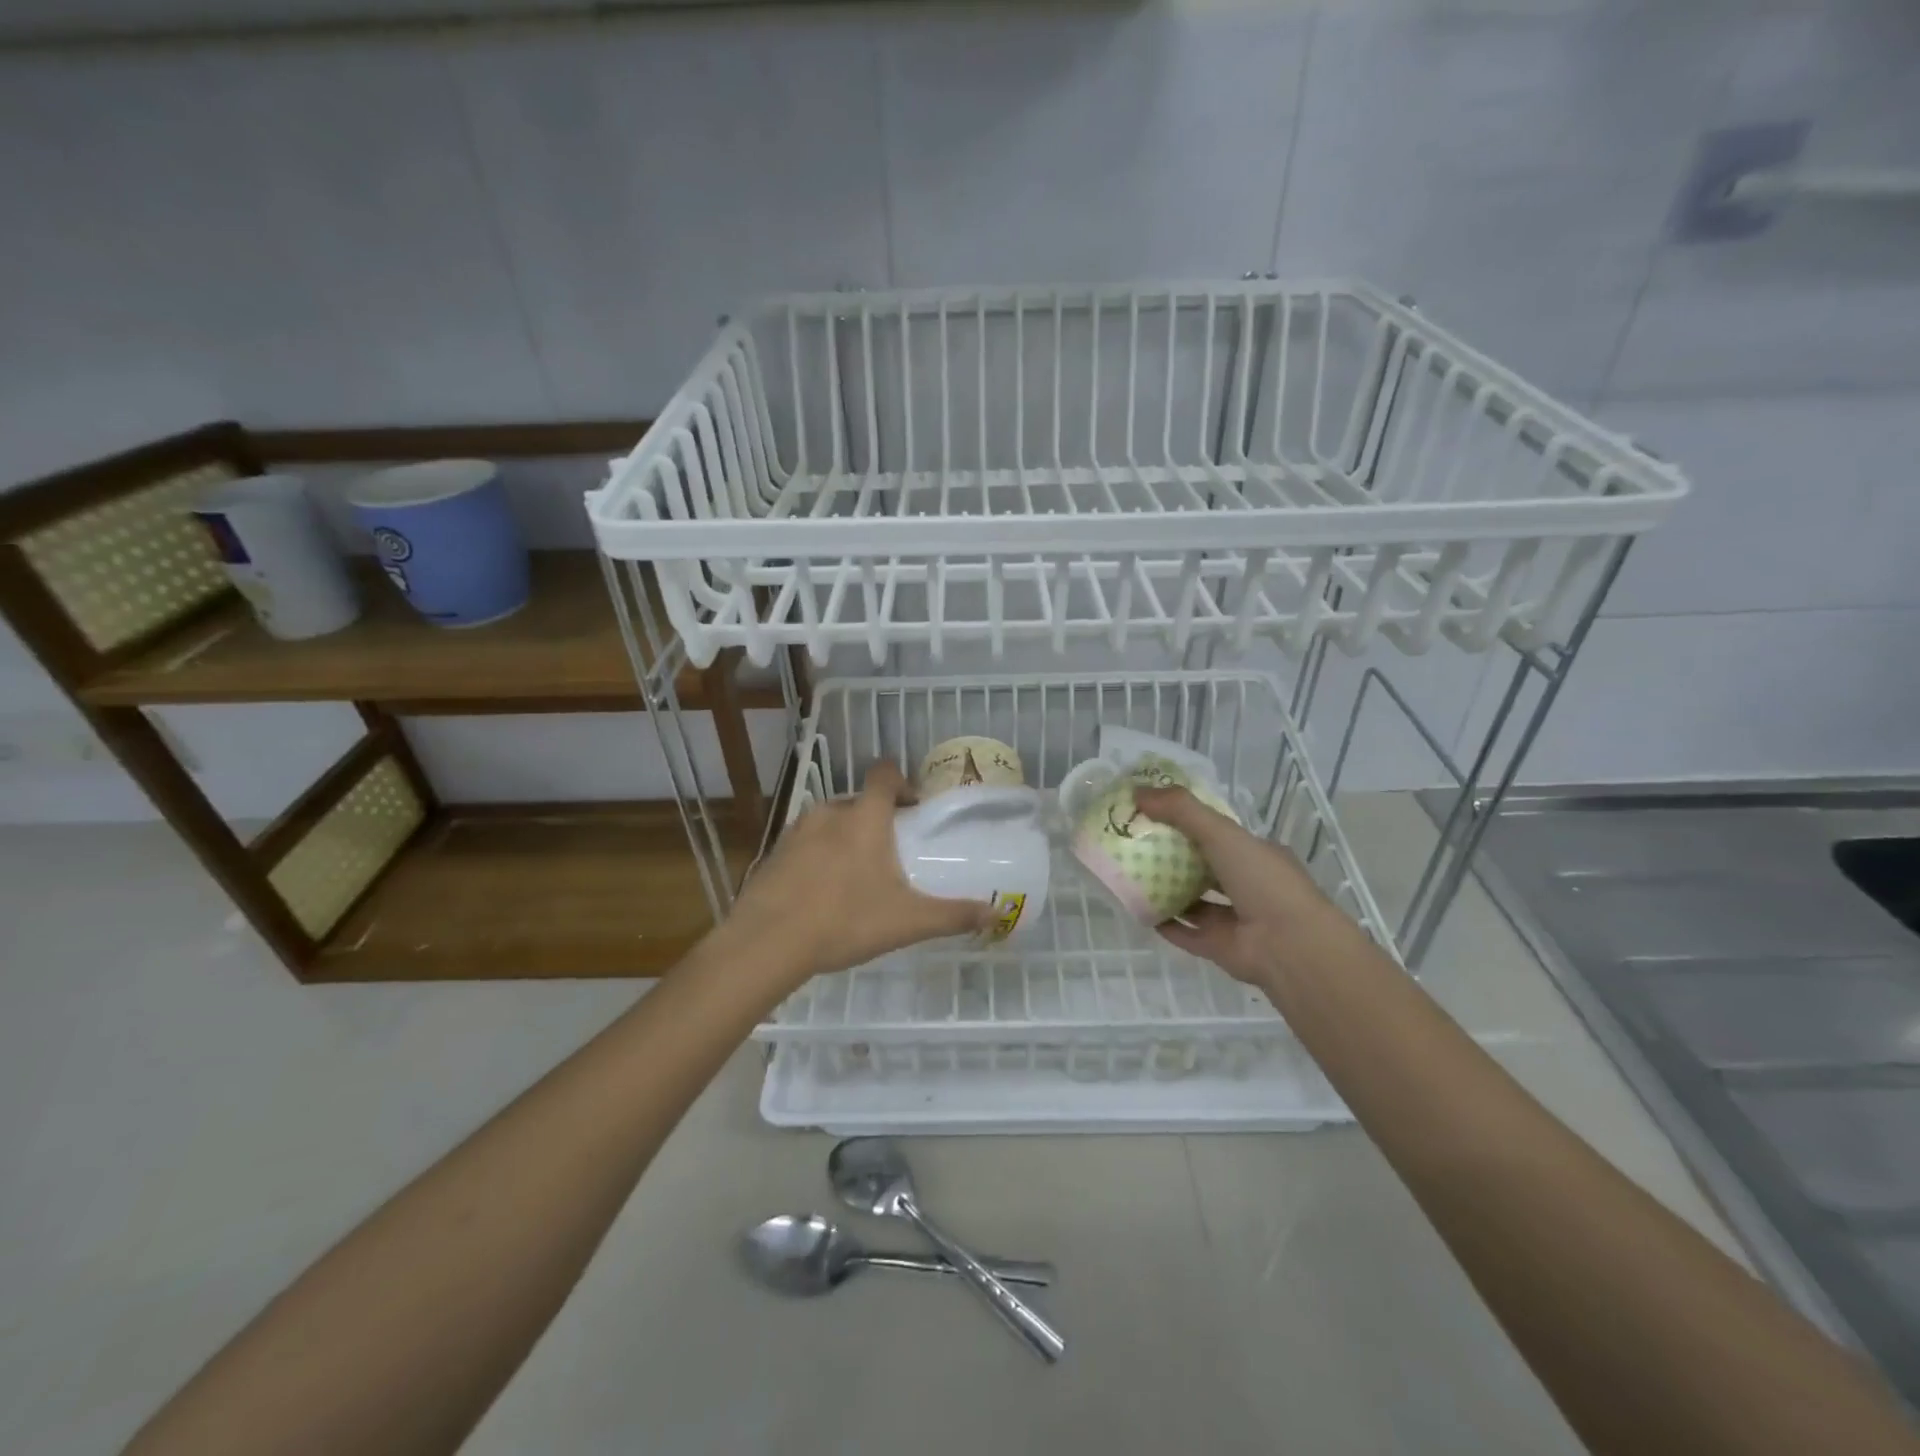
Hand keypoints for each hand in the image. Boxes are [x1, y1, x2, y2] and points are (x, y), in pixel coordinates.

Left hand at [720, 762, 996, 989]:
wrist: (767, 943)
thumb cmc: (845, 921)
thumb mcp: (907, 922)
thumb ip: (953, 915)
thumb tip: (997, 914)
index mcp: (864, 817)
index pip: (885, 775)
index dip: (902, 782)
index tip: (914, 807)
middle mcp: (829, 813)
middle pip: (858, 801)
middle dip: (876, 819)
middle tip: (891, 852)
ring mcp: (796, 831)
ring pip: (829, 822)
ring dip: (845, 837)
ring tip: (856, 875)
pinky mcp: (773, 853)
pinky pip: (804, 844)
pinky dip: (817, 856)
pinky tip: (821, 893)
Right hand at [1134, 787, 1369, 987]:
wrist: (1288, 946)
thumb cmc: (1262, 880)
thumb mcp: (1222, 832)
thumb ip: (1181, 810)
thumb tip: (1136, 791)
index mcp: (1256, 854)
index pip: (1219, 834)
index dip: (1188, 821)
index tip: (1154, 813)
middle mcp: (1247, 885)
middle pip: (1203, 866)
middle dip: (1172, 855)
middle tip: (1135, 842)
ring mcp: (1233, 918)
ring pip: (1193, 900)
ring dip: (1166, 888)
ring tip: (1131, 874)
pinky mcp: (1218, 946)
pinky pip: (1184, 931)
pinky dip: (1163, 922)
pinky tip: (1137, 909)